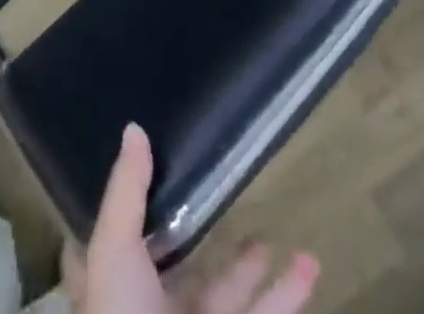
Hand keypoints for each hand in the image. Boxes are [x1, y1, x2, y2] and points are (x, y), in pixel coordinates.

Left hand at [65, 124, 317, 313]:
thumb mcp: (113, 247)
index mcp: (115, 284)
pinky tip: (310, 266)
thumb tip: (133, 128)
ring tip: (273, 236)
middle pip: (181, 266)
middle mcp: (151, 309)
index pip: (117, 239)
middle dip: (204, 238)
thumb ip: (127, 190)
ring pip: (230, 294)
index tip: (151, 169)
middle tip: (225, 200)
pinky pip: (264, 313)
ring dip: (254, 268)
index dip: (130, 209)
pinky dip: (287, 294)